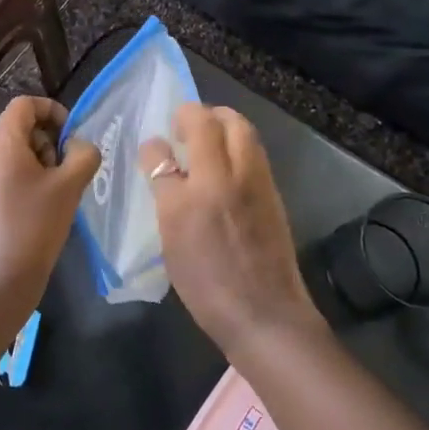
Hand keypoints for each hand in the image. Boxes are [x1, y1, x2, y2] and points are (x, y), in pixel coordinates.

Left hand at [0, 96, 99, 321]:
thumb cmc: (35, 228)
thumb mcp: (69, 187)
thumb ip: (82, 155)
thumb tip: (78, 145)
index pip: (24, 105)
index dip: (51, 110)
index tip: (70, 134)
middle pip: (17, 130)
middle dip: (46, 143)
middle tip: (65, 172)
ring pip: (9, 153)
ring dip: (36, 163)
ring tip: (53, 195)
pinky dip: (20, 179)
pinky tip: (36, 209)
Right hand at [140, 104, 323, 358]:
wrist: (265, 315)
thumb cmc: (208, 284)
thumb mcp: (172, 239)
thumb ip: (165, 190)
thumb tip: (158, 157)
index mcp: (199, 188)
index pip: (174, 144)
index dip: (160, 140)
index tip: (155, 146)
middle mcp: (231, 175)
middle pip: (220, 120)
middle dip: (200, 114)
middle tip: (183, 128)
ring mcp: (257, 181)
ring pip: (243, 131)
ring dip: (222, 124)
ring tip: (205, 143)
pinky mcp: (273, 193)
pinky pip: (254, 152)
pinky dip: (238, 144)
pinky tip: (224, 168)